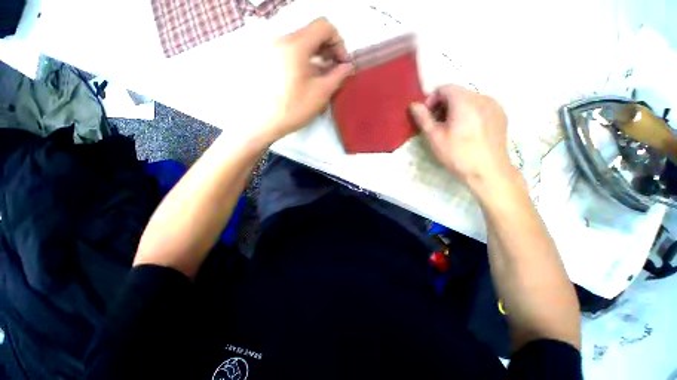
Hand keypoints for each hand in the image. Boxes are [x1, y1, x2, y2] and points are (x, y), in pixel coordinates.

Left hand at [257, 18, 353, 142]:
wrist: (265, 122)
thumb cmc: (294, 108)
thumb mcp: (321, 93)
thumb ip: (338, 76)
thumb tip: (348, 66)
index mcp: (296, 45)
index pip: (324, 27)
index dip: (339, 42)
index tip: (342, 63)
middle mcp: (283, 40)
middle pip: (313, 33)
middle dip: (329, 49)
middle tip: (337, 69)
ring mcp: (275, 49)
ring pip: (303, 43)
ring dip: (319, 55)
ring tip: (325, 75)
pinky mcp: (271, 59)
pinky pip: (294, 52)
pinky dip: (307, 59)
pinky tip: (311, 77)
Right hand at [409, 85, 514, 191]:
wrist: (488, 171)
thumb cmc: (457, 154)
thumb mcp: (434, 137)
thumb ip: (423, 118)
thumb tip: (414, 105)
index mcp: (464, 101)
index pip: (444, 88)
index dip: (432, 100)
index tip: (428, 116)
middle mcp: (482, 97)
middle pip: (458, 92)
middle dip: (443, 105)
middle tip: (437, 124)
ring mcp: (495, 105)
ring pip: (470, 99)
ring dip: (456, 109)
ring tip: (452, 128)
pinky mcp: (501, 115)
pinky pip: (481, 106)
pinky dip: (470, 113)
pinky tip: (468, 131)